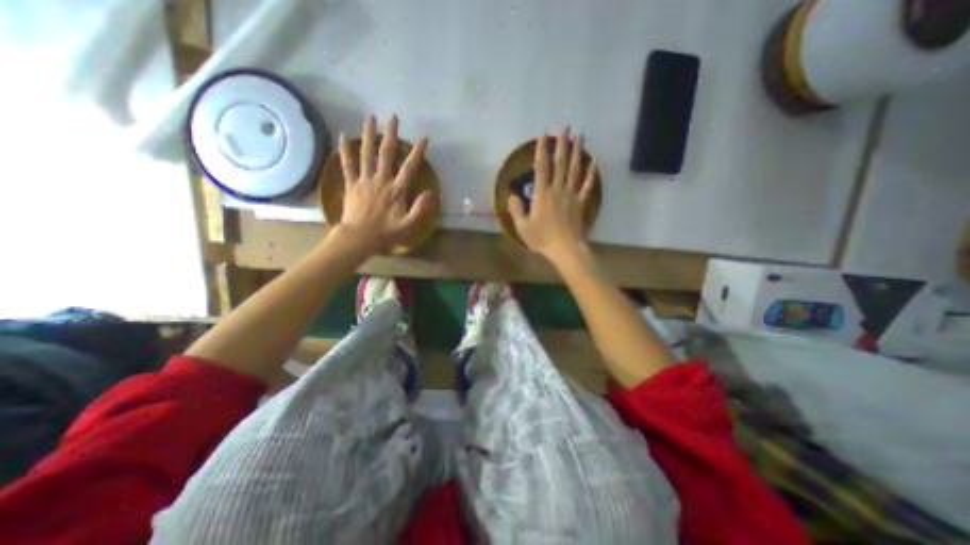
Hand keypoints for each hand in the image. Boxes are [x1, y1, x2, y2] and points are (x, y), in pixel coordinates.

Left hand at [338, 113, 434, 252]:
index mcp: (396, 190)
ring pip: (366, 153)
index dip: (417, 152)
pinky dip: (345, 150)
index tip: (423, 138)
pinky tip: (344, 136)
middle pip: (386, 153)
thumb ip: (421, 209)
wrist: (359, 238)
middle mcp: (381, 180)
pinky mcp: (351, 184)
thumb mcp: (409, 225)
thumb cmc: (386, 233)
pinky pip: (347, 164)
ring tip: (370, 117)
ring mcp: (364, 180)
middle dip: (391, 134)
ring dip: (368, 134)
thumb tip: (431, 192)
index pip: (409, 167)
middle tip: (393, 117)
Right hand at [508, 127, 599, 266]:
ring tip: (580, 136)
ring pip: (575, 170)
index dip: (542, 150)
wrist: (564, 248)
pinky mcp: (580, 202)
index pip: (541, 167)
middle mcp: (557, 190)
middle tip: (565, 127)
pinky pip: (587, 185)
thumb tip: (511, 194)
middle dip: (562, 144)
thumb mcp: (522, 227)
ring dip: (577, 152)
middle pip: (560, 163)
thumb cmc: (542, 238)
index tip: (543, 135)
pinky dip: (591, 173)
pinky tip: (594, 162)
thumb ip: (516, 209)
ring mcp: (571, 195)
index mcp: (542, 194)